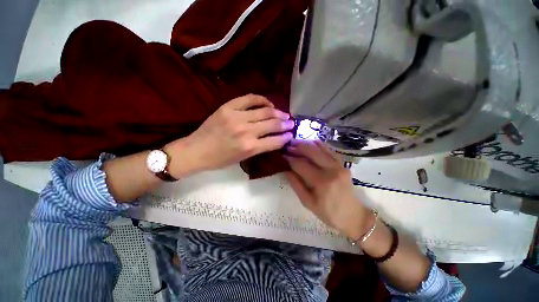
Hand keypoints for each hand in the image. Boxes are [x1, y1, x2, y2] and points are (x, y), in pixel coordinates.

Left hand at [165, 94, 293, 175]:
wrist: (196, 150)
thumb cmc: (220, 159)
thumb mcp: (243, 158)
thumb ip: (261, 147)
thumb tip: (275, 138)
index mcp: (249, 147)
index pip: (275, 140)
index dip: (286, 137)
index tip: (291, 135)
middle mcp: (246, 131)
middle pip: (273, 124)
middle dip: (285, 124)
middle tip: (291, 123)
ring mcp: (236, 116)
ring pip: (265, 111)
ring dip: (278, 112)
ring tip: (284, 114)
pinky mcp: (228, 107)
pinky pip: (251, 98)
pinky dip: (262, 100)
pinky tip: (268, 104)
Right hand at [284, 140, 371, 238]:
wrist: (353, 215)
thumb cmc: (328, 213)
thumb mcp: (308, 202)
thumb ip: (296, 184)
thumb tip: (285, 170)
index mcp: (321, 182)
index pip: (301, 164)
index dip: (290, 159)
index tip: (282, 155)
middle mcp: (331, 170)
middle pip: (311, 152)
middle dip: (297, 147)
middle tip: (287, 146)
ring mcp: (339, 165)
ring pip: (320, 148)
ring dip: (306, 144)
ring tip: (296, 142)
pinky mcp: (343, 164)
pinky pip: (330, 150)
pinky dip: (319, 145)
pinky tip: (311, 143)